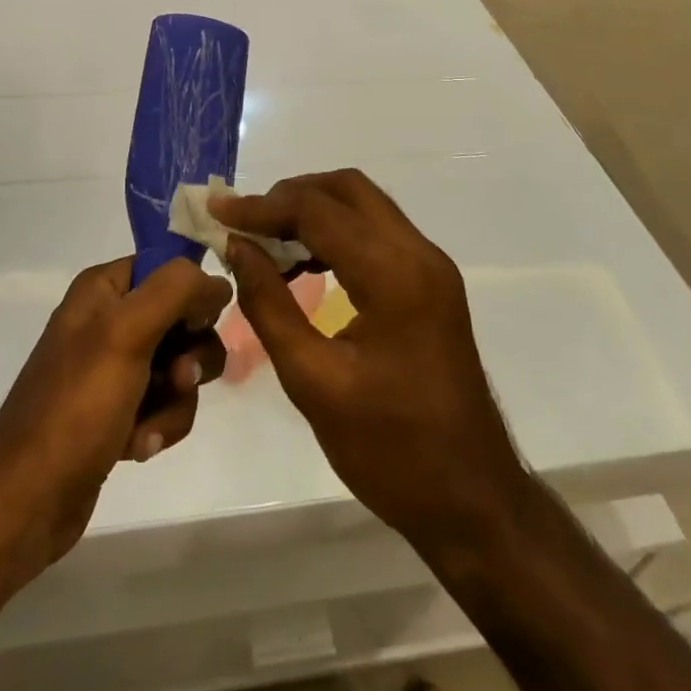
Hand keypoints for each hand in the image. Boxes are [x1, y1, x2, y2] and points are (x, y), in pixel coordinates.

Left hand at [0, 256, 230, 587]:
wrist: (28, 499)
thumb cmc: (77, 405)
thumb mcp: (126, 332)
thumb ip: (176, 291)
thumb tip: (218, 284)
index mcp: (103, 289)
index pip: (168, 268)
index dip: (191, 295)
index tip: (196, 325)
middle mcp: (109, 320)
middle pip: (183, 321)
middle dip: (189, 358)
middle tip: (179, 380)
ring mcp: (114, 368)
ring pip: (180, 369)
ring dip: (175, 402)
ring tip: (147, 429)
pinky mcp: (118, 410)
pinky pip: (164, 405)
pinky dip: (159, 425)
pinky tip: (136, 448)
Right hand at [213, 171, 530, 553]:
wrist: (474, 501)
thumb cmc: (391, 452)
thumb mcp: (313, 383)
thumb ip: (269, 306)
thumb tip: (237, 247)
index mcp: (394, 275)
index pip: (317, 211)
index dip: (261, 207)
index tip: (216, 211)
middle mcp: (418, 254)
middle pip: (348, 189)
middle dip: (291, 196)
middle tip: (245, 223)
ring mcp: (431, 266)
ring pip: (364, 205)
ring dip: (314, 210)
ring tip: (266, 241)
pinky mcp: (431, 283)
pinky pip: (377, 233)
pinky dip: (336, 232)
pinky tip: (304, 263)